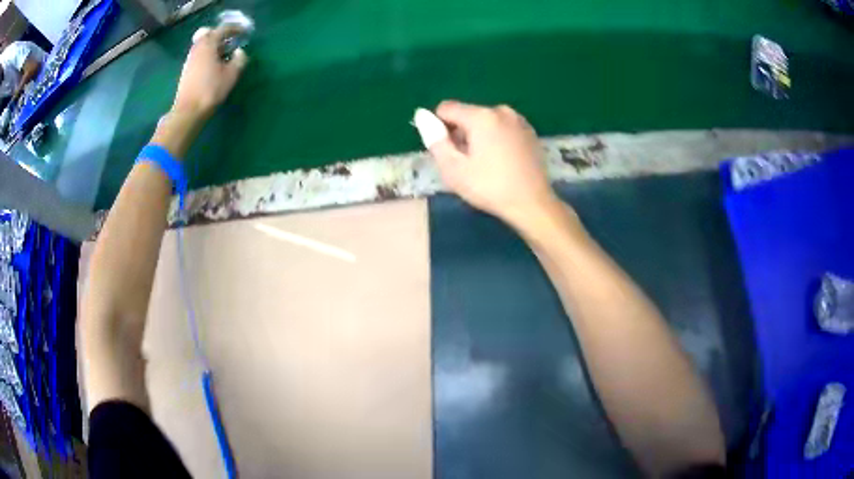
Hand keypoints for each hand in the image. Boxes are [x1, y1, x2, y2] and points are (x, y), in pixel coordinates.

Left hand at [172, 25, 247, 120]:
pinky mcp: (187, 70)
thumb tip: (239, 52)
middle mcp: (197, 47)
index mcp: (208, 44)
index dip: (236, 29)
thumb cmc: (210, 90)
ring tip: (225, 54)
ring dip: (215, 46)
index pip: (224, 29)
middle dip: (222, 35)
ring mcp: (190, 59)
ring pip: (204, 44)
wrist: (188, 111)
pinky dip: (209, 54)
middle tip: (233, 41)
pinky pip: (200, 54)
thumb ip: (239, 59)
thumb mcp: (231, 74)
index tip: (245, 32)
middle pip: (211, 34)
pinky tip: (215, 65)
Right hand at [427, 101, 558, 227]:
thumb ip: (434, 139)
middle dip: (461, 133)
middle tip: (467, 163)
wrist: (532, 203)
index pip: (446, 108)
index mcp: (481, 116)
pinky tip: (502, 161)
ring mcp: (519, 120)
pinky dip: (496, 139)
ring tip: (486, 164)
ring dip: (478, 136)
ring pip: (485, 121)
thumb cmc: (489, 187)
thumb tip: (422, 115)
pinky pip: (502, 128)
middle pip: (467, 114)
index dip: (439, 128)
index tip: (448, 151)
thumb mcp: (453, 169)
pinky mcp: (530, 132)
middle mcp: (501, 110)